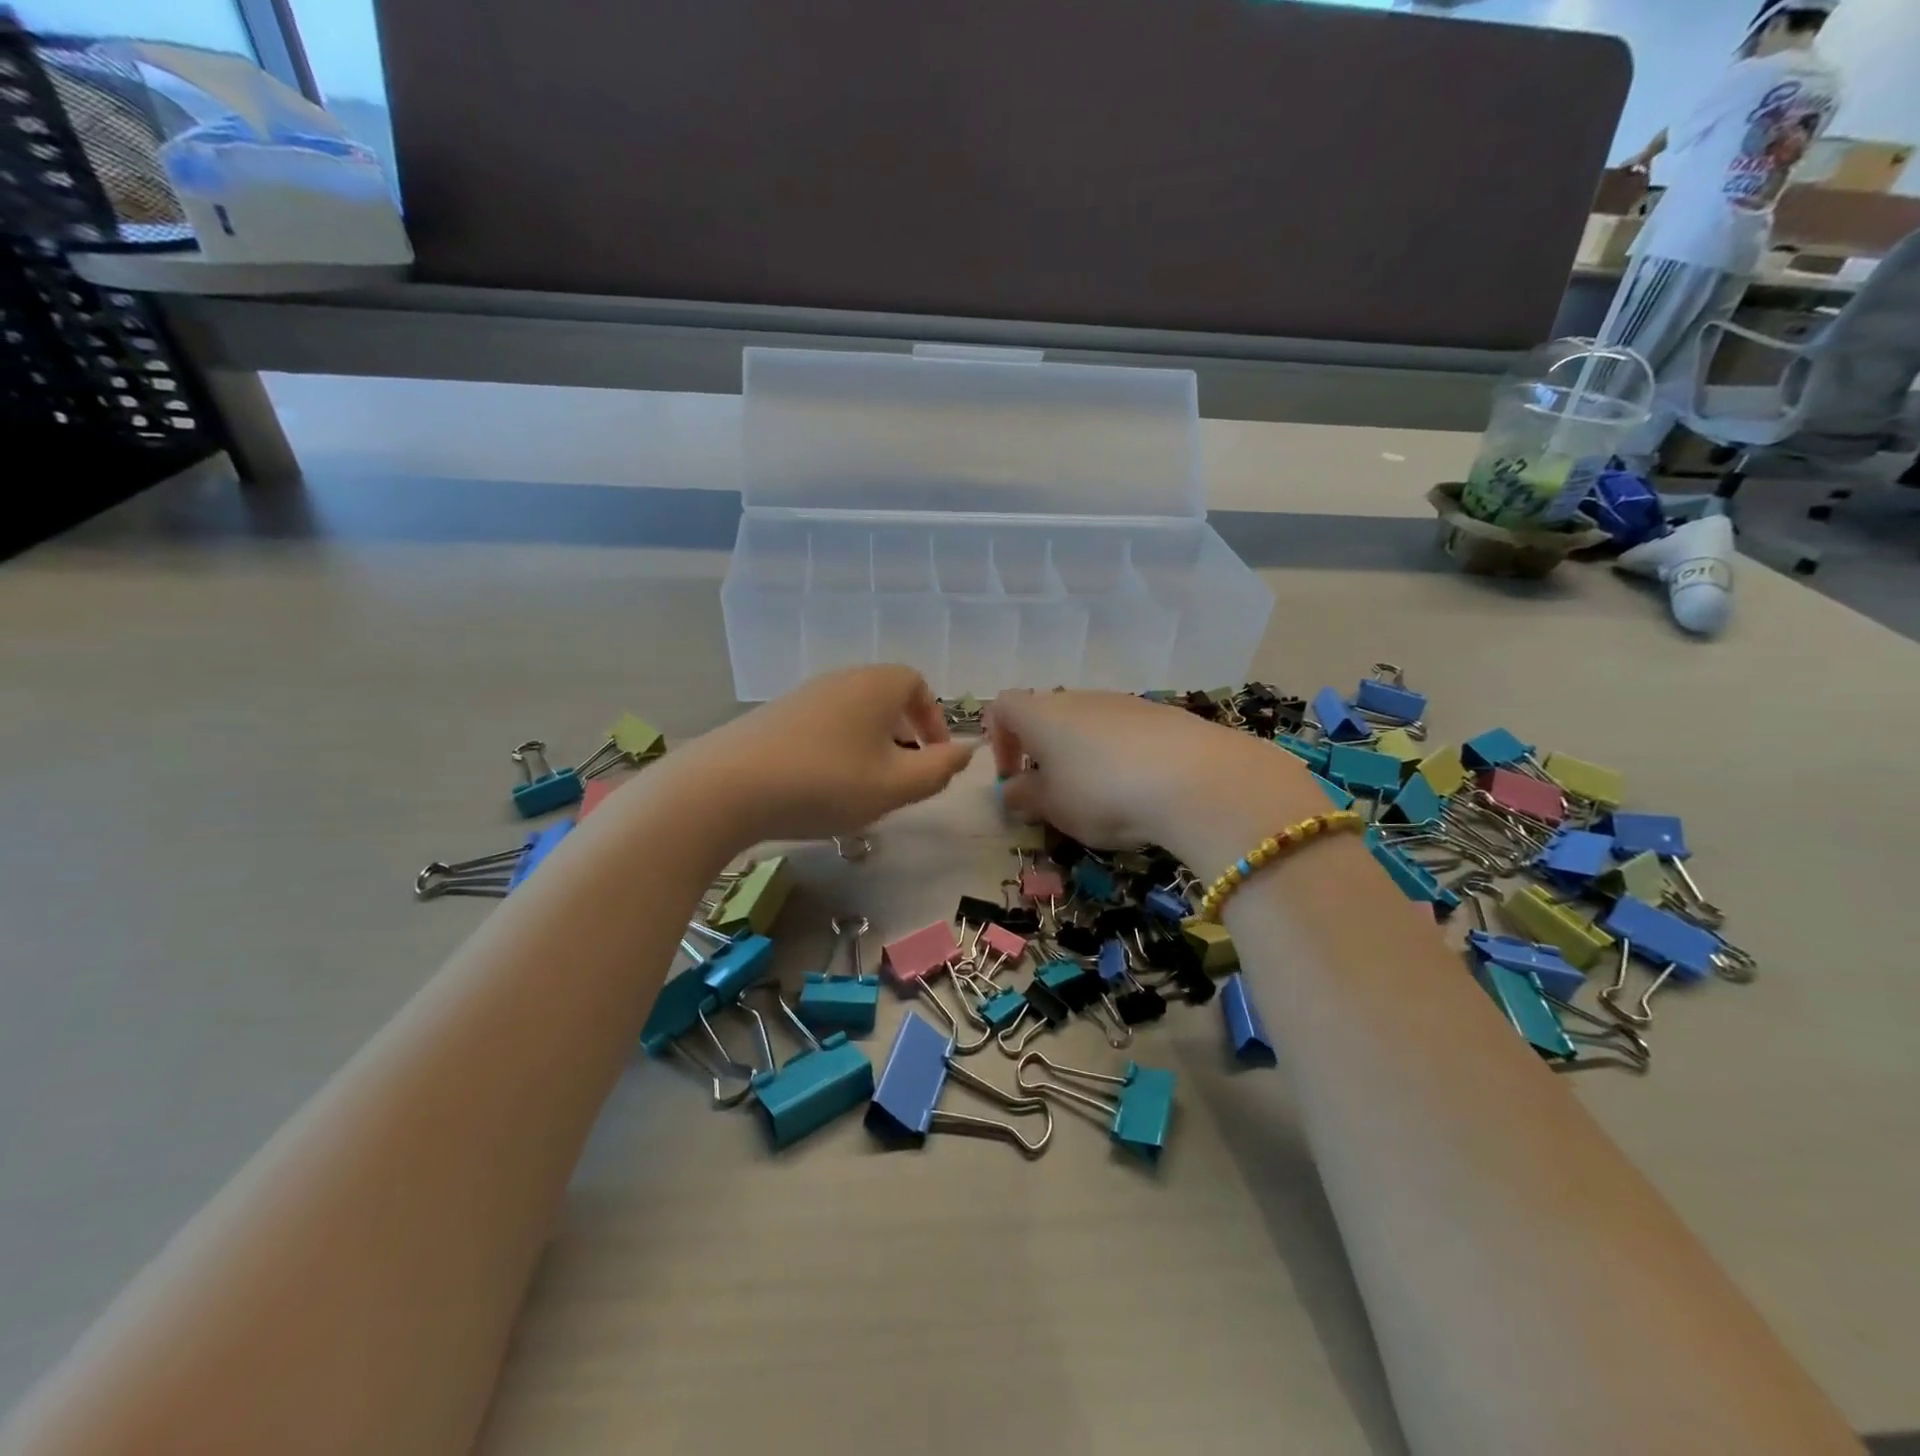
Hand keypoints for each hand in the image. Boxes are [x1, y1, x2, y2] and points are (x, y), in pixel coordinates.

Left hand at [679, 666, 975, 844]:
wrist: (726, 787)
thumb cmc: (826, 783)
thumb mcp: (895, 787)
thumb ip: (939, 771)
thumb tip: (967, 751)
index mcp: (876, 685)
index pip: (917, 685)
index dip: (933, 720)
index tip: (934, 757)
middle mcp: (840, 679)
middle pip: (884, 698)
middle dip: (902, 735)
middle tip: (903, 776)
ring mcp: (803, 695)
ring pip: (852, 714)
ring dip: (869, 745)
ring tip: (865, 786)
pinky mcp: (773, 716)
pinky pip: (822, 725)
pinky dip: (837, 749)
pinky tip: (822, 785)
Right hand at [986, 690, 1322, 870]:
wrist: (1196, 779)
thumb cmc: (1102, 792)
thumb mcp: (1053, 807)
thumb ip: (1025, 797)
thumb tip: (1011, 790)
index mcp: (1041, 714)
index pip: (1002, 707)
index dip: (998, 740)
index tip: (1011, 778)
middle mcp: (1079, 698)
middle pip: (1048, 714)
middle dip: (1043, 752)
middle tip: (1054, 794)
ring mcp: (1124, 702)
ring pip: (1089, 724)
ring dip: (1083, 755)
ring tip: (1100, 798)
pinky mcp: (1163, 715)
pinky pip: (1126, 732)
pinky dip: (1121, 756)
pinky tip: (1140, 789)